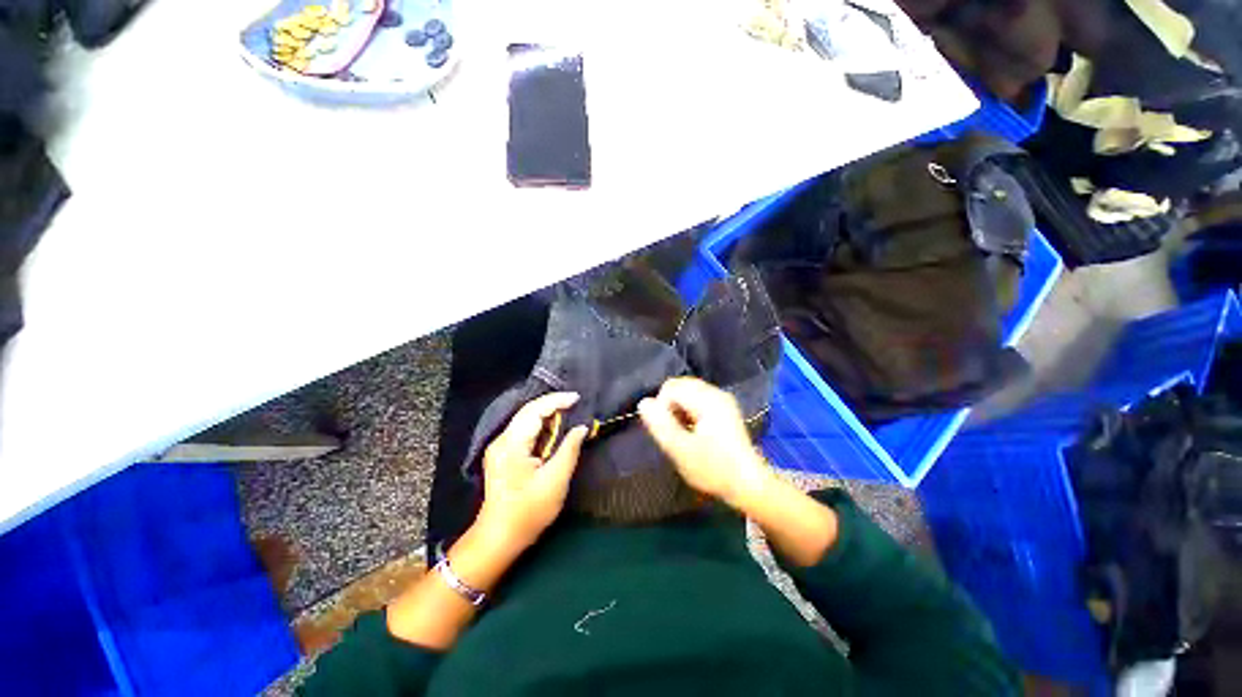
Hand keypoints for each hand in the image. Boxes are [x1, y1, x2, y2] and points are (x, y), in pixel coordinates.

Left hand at [477, 392, 587, 551]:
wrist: (499, 538)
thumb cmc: (529, 511)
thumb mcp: (555, 480)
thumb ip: (569, 449)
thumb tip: (581, 428)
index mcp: (512, 444)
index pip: (534, 410)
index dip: (557, 401)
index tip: (577, 398)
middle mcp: (502, 440)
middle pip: (528, 412)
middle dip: (553, 405)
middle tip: (576, 404)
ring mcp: (500, 447)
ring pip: (526, 421)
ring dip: (548, 416)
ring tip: (569, 415)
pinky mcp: (503, 455)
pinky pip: (524, 432)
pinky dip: (541, 428)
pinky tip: (554, 432)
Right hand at [638, 377, 772, 509]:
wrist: (749, 484)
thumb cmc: (714, 469)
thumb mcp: (681, 450)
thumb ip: (660, 424)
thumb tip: (643, 402)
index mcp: (707, 400)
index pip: (671, 387)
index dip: (661, 407)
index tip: (666, 431)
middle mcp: (716, 393)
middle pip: (680, 385)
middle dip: (669, 405)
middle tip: (673, 432)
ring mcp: (722, 399)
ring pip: (688, 391)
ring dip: (678, 408)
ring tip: (682, 432)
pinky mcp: (725, 408)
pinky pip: (697, 398)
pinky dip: (688, 410)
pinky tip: (693, 430)